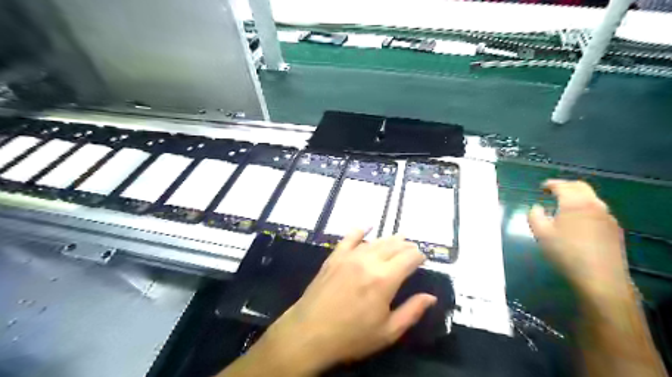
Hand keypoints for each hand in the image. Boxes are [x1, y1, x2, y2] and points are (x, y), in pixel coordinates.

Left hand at [253, 232, 435, 374]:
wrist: (309, 333)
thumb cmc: (351, 336)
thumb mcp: (387, 332)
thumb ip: (412, 311)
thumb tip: (431, 297)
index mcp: (385, 279)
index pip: (409, 258)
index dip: (420, 256)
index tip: (423, 259)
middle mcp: (368, 261)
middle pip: (393, 245)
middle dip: (406, 246)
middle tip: (412, 250)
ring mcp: (349, 256)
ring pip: (375, 241)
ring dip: (389, 240)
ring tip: (398, 239)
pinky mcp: (334, 257)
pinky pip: (349, 238)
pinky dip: (359, 230)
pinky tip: (366, 227)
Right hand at [530, 179, 629, 300]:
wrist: (600, 277)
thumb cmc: (565, 252)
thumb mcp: (540, 233)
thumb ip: (534, 215)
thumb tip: (537, 207)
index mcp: (575, 203)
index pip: (563, 186)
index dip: (551, 184)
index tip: (542, 187)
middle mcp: (594, 205)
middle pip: (581, 187)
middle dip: (566, 186)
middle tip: (553, 191)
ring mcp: (608, 217)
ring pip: (591, 198)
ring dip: (577, 197)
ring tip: (564, 205)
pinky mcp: (614, 229)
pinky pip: (598, 210)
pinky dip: (586, 208)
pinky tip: (578, 221)